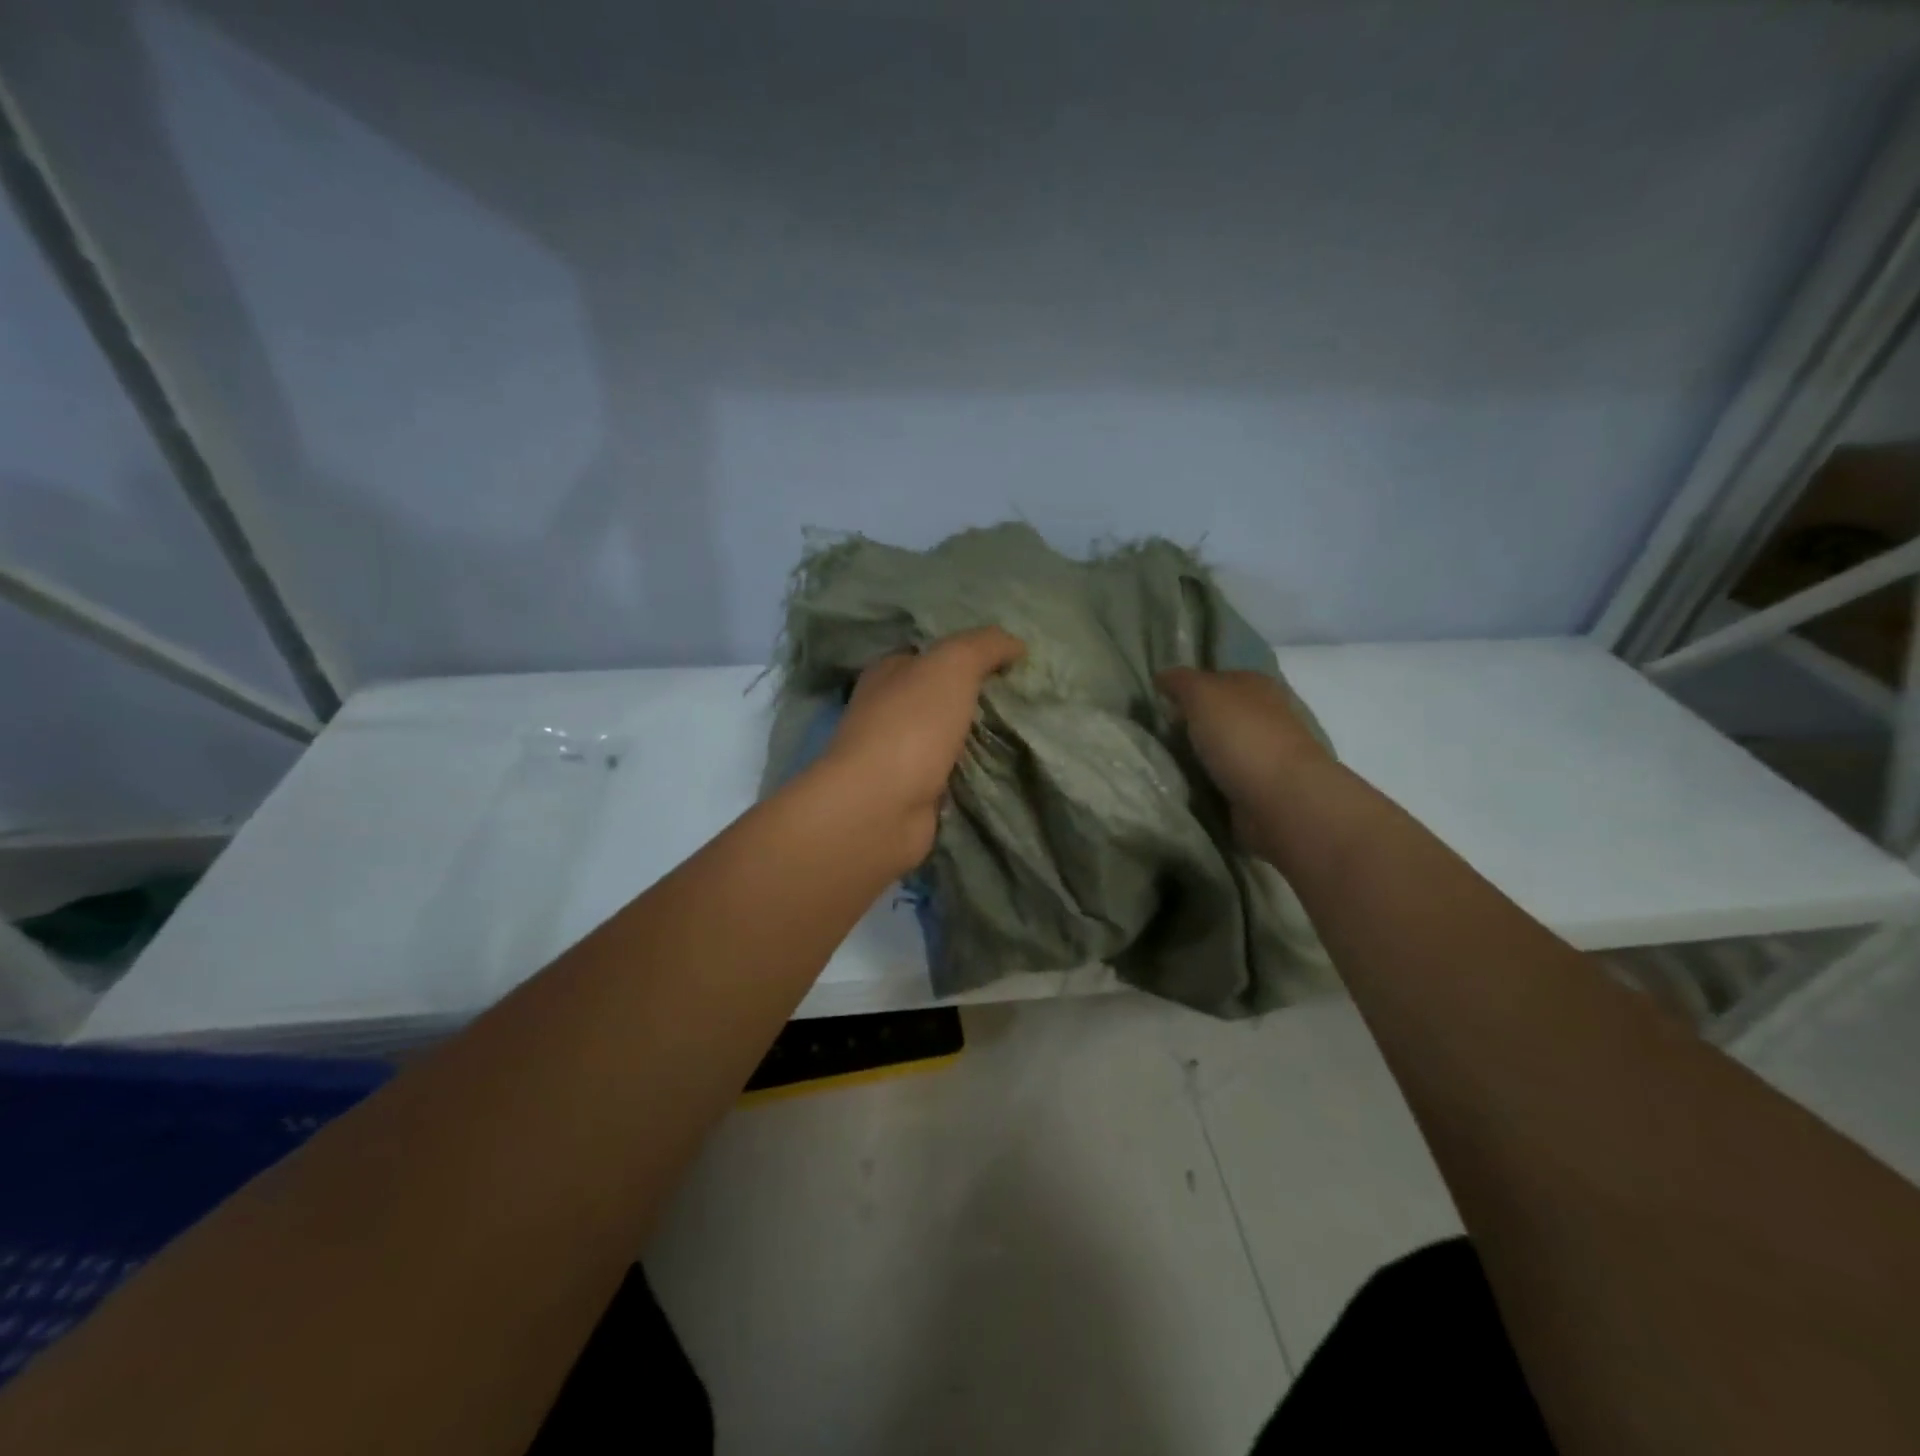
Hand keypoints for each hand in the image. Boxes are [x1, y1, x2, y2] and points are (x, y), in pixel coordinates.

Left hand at [821, 627, 1026, 866]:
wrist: (880, 808)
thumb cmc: (911, 725)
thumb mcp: (952, 665)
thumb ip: (984, 646)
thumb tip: (1016, 643)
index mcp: (887, 674)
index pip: (928, 655)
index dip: (966, 654)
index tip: (1011, 662)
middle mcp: (887, 712)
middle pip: (939, 698)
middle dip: (976, 698)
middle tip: (1025, 699)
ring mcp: (898, 756)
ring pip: (947, 737)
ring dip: (977, 738)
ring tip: (1025, 733)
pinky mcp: (913, 794)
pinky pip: (952, 775)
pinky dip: (973, 773)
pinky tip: (1005, 770)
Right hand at [1156, 668, 1332, 824]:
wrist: (1282, 800)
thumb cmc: (1242, 737)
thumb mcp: (1203, 694)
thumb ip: (1181, 681)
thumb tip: (1162, 675)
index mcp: (1256, 685)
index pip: (1216, 678)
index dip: (1187, 686)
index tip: (1156, 701)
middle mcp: (1263, 715)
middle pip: (1217, 714)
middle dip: (1189, 723)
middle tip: (1153, 733)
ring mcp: (1263, 754)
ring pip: (1218, 747)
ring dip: (1195, 755)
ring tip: (1160, 762)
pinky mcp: (1258, 788)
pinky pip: (1221, 779)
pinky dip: (1204, 782)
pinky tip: (1183, 785)